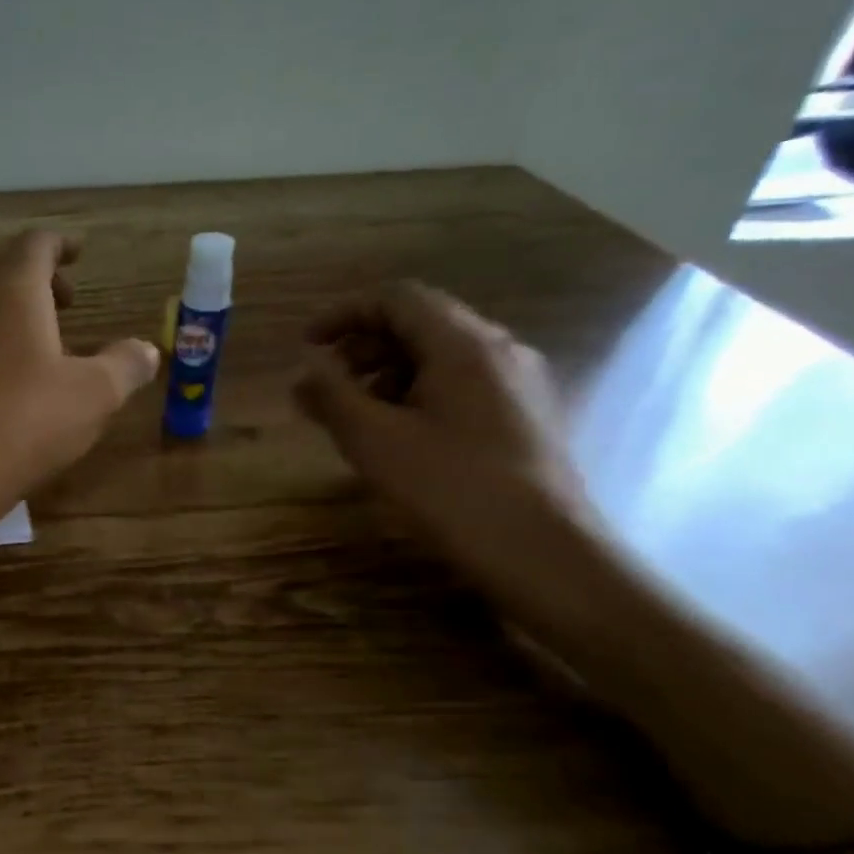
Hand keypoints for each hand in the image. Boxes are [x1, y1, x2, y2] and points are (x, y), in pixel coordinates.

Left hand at [0, 231, 158, 522]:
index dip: (60, 244)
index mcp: (13, 292)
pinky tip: (19, 379)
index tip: (79, 252)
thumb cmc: (27, 420)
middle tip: (68, 298)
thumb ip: (125, 365)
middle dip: (38, 276)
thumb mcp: (94, 393)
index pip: (34, 245)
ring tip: (50, 341)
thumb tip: (147, 350)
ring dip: (17, 310)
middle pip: (3, 269)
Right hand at [295, 282, 603, 624]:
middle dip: (363, 346)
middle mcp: (500, 350)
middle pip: (421, 323)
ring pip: (442, 356)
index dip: (343, 314)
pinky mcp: (528, 417)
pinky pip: (463, 385)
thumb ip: (331, 395)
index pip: (396, 298)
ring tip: (357, 416)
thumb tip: (307, 368)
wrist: (545, 555)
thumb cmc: (451, 489)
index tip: (307, 346)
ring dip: (388, 372)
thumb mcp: (373, 440)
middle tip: (327, 386)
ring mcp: (521, 384)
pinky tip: (401, 437)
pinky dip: (419, 394)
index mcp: (464, 344)